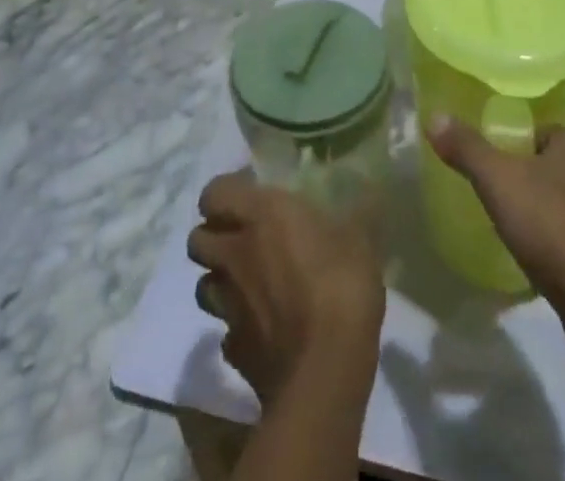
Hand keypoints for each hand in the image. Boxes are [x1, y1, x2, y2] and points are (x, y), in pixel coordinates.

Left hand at [187, 171, 384, 406]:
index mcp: (260, 216)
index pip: (214, 192)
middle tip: (243, 238)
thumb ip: (351, 212)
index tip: (250, 194)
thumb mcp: (359, 236)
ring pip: (204, 285)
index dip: (225, 192)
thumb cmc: (341, 286)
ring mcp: (229, 306)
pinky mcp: (234, 350)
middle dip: (214, 236)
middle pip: (197, 240)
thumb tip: (368, 191)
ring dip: (220, 281)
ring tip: (248, 284)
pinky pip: (225, 332)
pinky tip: (261, 329)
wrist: (325, 374)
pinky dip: (236, 327)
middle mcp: (235, 255)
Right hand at [426, 118, 564, 312]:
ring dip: (545, 211)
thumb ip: (467, 147)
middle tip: (495, 192)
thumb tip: (434, 115)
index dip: (513, 142)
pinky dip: (558, 243)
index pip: (540, 128)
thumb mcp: (498, 180)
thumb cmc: (552, 226)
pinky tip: (539, 258)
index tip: (490, 160)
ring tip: (513, 226)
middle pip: (553, 163)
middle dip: (528, 176)